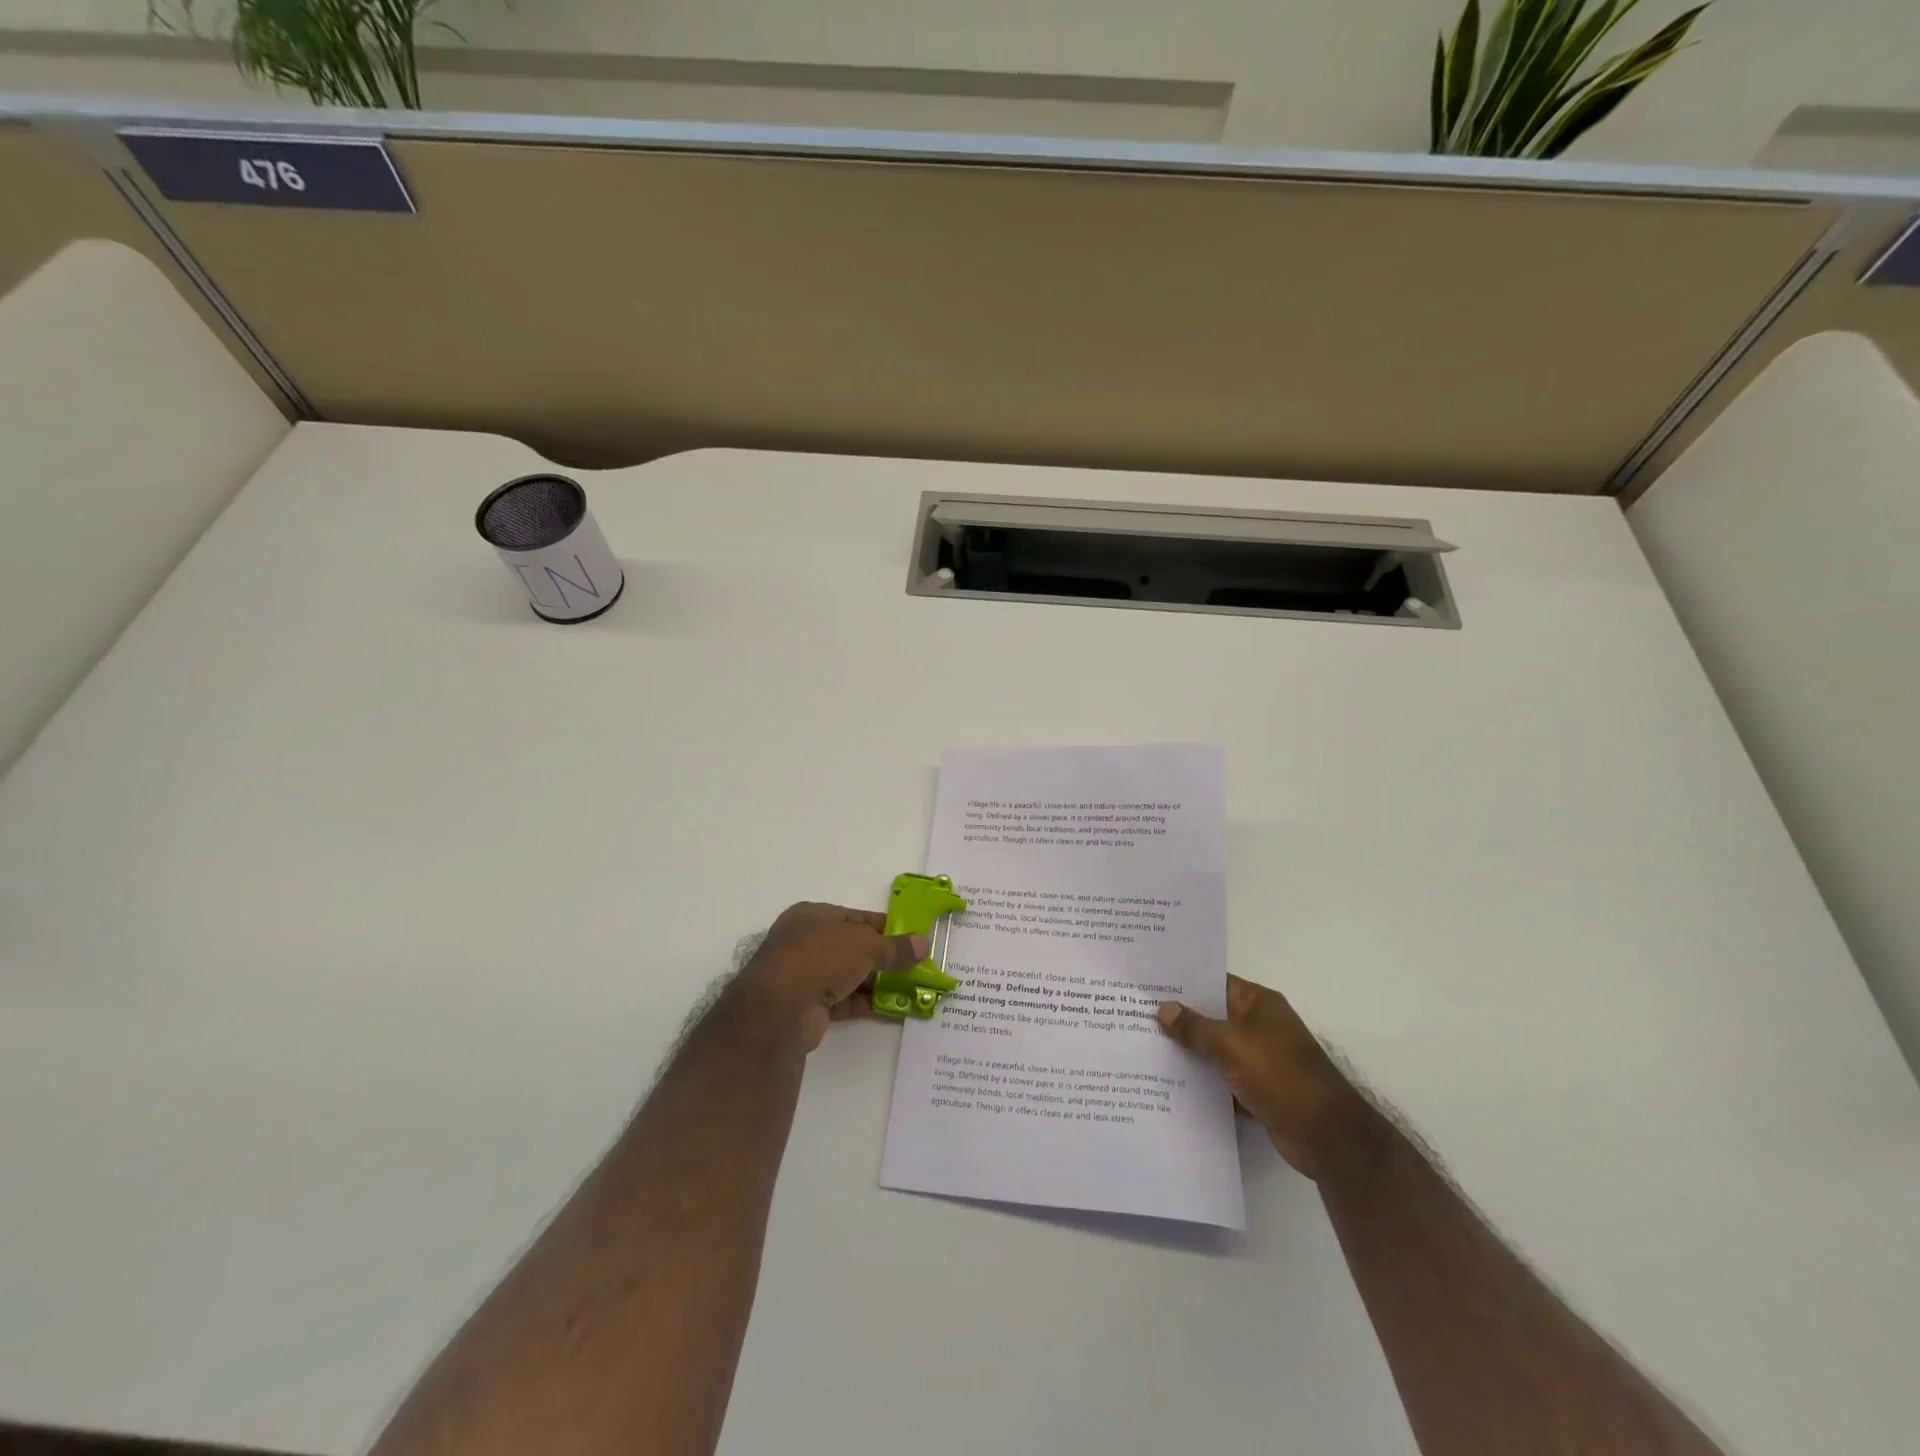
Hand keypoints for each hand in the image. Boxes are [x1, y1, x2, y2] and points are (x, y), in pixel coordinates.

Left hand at [733, 902, 929, 1051]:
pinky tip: (891, 1009)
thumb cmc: (821, 957)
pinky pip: (843, 1001)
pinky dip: (865, 1003)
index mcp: (813, 916)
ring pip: (848, 976)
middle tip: (914, 968)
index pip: (856, 918)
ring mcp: (803, 975)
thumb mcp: (865, 945)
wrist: (780, 1008)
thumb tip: (923, 944)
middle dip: (883, 959)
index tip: (911, 939)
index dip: (885, 928)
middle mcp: (805, 942)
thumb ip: (895, 947)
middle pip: (852, 948)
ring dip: (876, 983)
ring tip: (910, 990)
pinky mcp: (806, 1006)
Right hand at [1157, 975, 1375, 1179]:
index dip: (1183, 982)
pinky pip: (1221, 1079)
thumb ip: (1195, 1027)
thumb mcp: (1232, 1043)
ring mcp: (1259, 1059)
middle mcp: (1259, 1026)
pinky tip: (1169, 1083)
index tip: (1148, 983)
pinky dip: (1202, 1081)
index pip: (1214, 982)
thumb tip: (1164, 1008)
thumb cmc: (1280, 1074)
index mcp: (1258, 1003)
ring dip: (1188, 1052)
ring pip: (1214, 1049)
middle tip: (1136, 1014)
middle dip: (1179, 1018)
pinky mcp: (1257, 1090)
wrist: (1325, 1135)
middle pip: (1212, 1016)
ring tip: (1144, 1047)